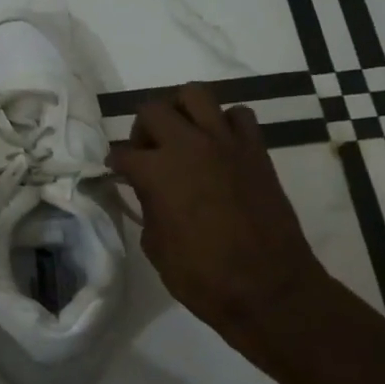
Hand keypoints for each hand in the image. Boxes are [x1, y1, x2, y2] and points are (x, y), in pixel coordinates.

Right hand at [110, 83, 329, 342]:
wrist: (269, 288)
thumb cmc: (203, 277)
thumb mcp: (156, 247)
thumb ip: (147, 207)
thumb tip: (147, 191)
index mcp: (157, 171)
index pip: (122, 153)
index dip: (115, 165)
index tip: (116, 174)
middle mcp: (188, 145)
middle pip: (153, 109)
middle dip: (142, 129)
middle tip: (147, 153)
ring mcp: (226, 143)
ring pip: (195, 94)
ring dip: (181, 111)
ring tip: (181, 137)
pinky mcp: (256, 150)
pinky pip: (238, 115)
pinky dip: (224, 123)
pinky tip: (219, 147)